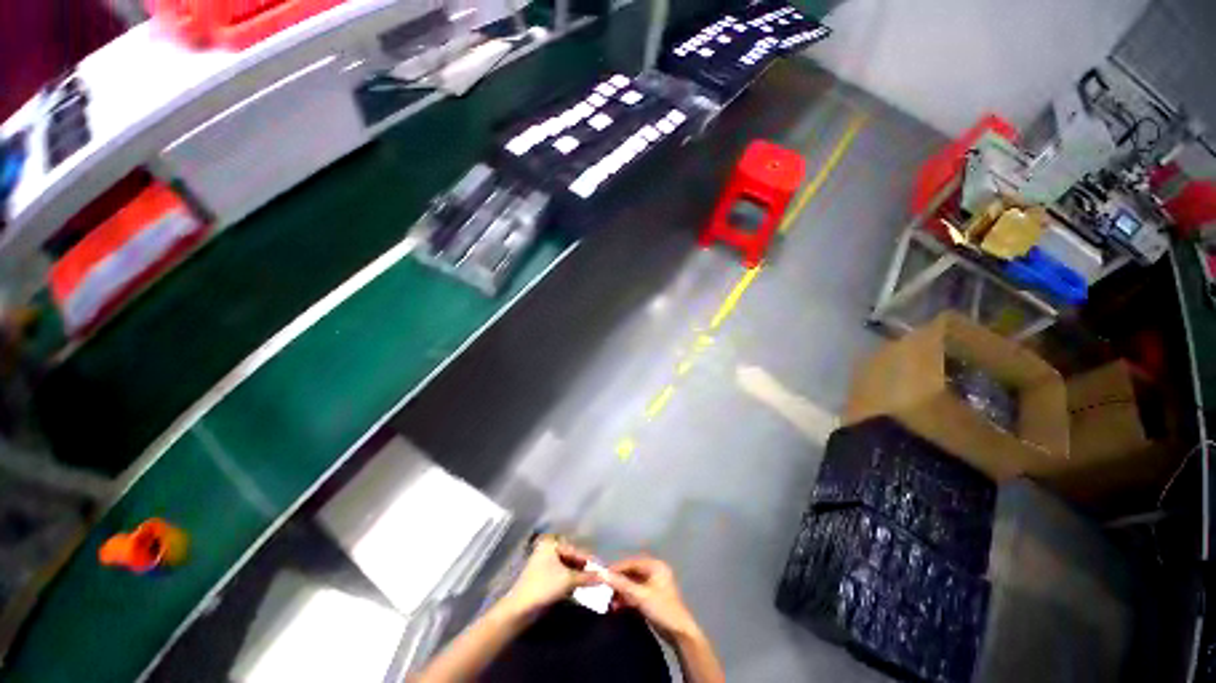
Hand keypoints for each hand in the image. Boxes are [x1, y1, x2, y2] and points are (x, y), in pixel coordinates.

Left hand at [499, 536, 599, 618]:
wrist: (520, 609)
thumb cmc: (544, 587)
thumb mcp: (568, 580)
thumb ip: (587, 577)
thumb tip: (604, 576)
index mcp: (552, 544)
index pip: (576, 550)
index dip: (590, 560)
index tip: (603, 567)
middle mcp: (548, 550)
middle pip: (572, 557)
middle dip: (585, 567)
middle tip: (600, 575)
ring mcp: (545, 564)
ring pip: (567, 567)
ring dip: (579, 575)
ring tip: (594, 582)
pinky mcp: (544, 578)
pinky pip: (562, 575)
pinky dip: (572, 580)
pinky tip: (582, 586)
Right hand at [602, 555, 702, 643]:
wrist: (679, 633)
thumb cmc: (662, 608)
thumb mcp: (640, 595)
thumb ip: (621, 584)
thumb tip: (602, 573)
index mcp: (655, 566)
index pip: (631, 563)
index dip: (617, 568)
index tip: (602, 575)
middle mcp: (655, 572)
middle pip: (631, 573)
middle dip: (619, 583)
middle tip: (605, 590)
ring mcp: (654, 585)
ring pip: (633, 585)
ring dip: (622, 593)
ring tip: (611, 602)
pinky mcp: (652, 598)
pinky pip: (636, 594)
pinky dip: (627, 599)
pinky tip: (618, 607)